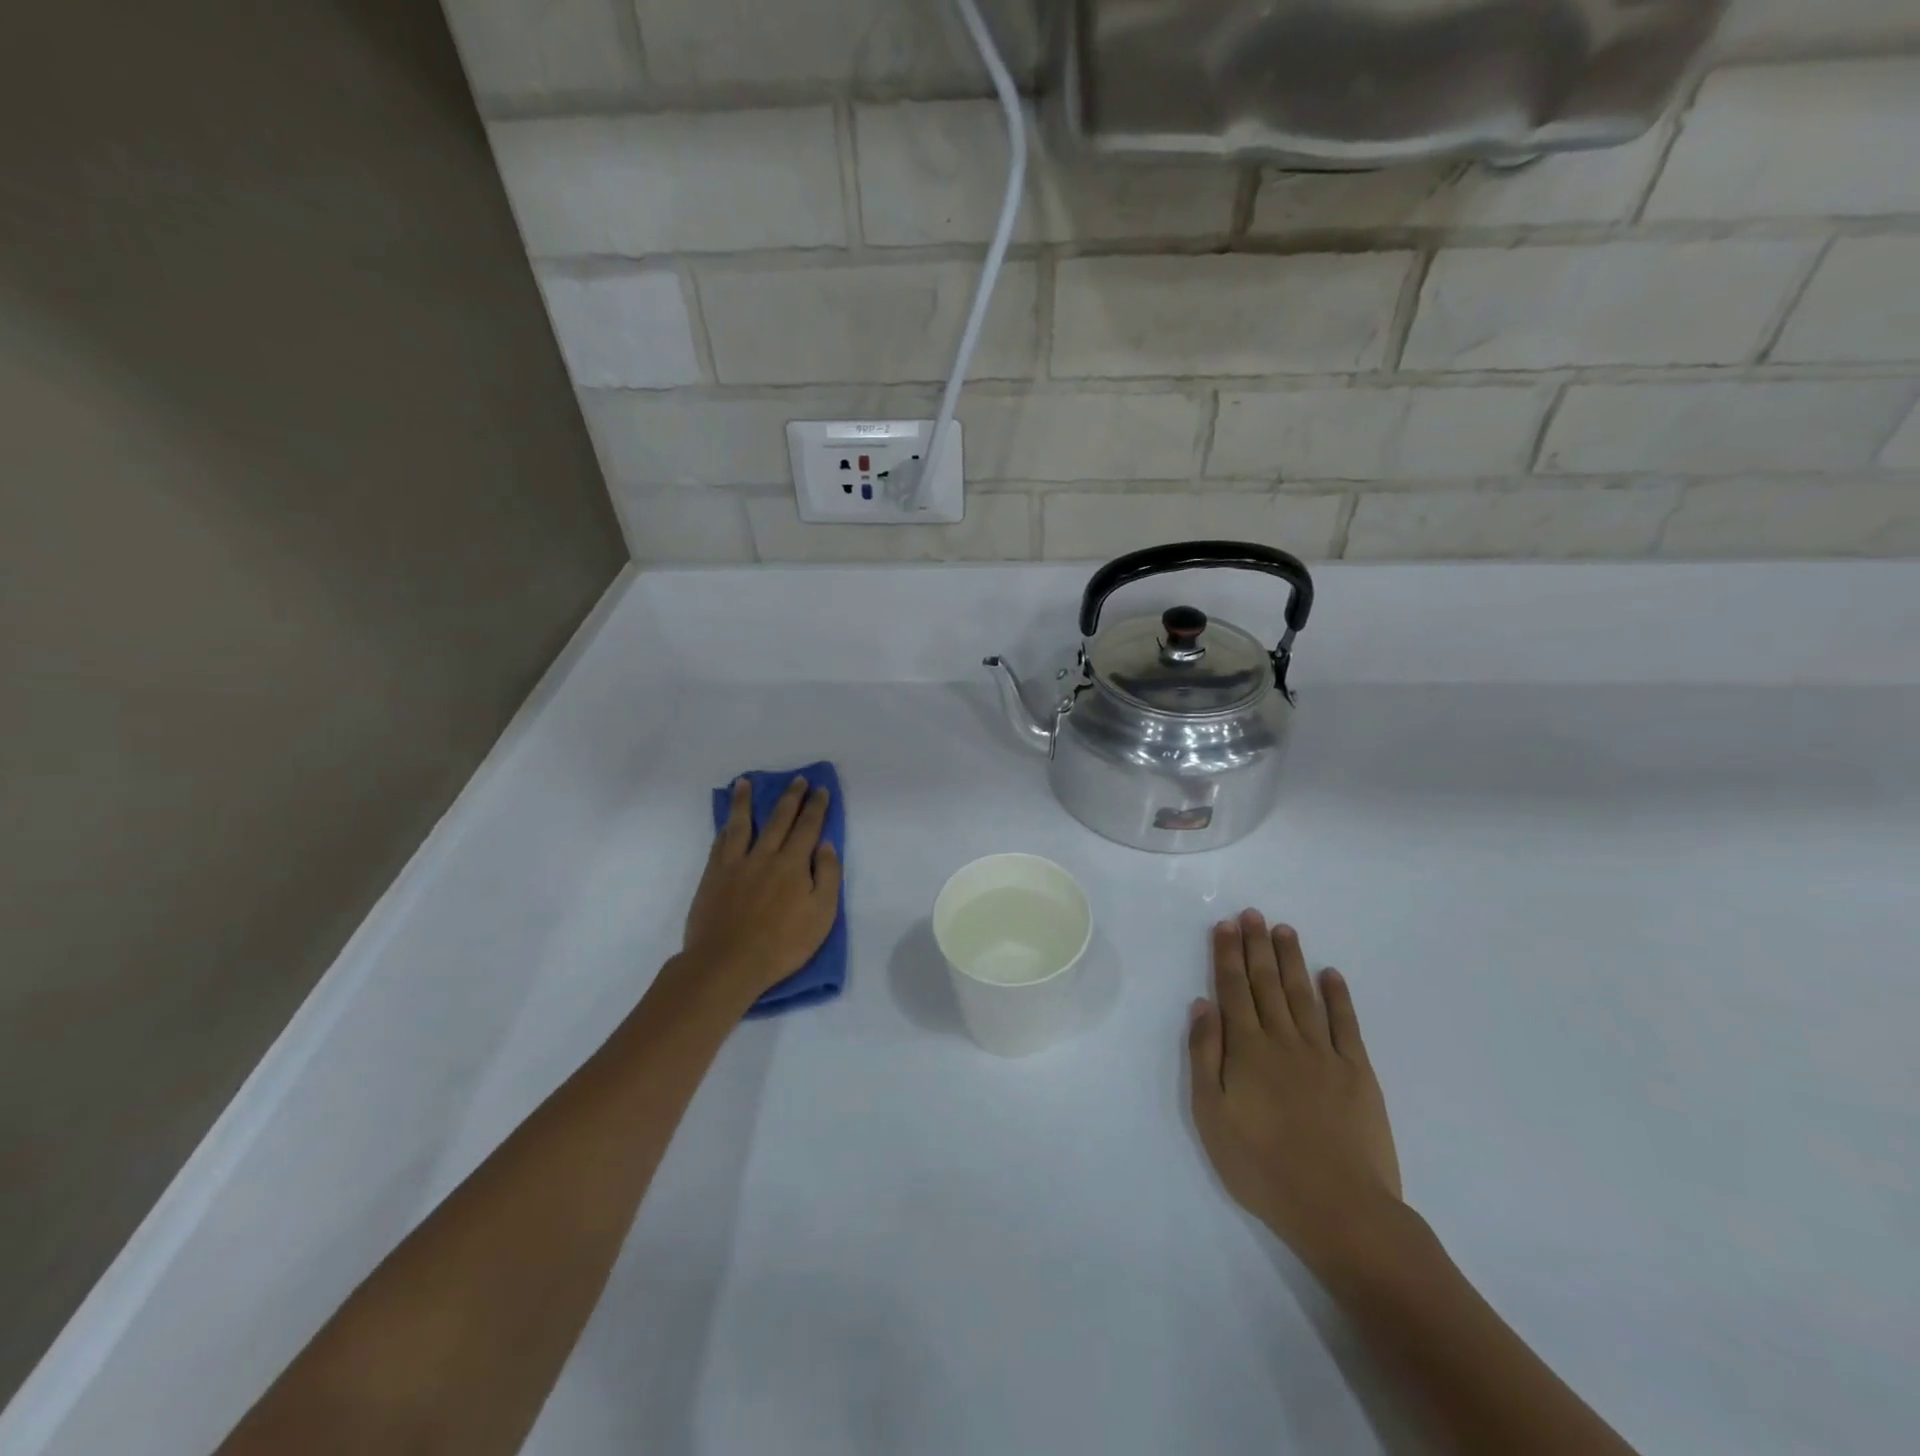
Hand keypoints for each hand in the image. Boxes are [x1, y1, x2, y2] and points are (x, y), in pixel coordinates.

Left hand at [681, 778, 841, 1003]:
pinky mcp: (713, 876)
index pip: (808, 827)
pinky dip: (725, 827)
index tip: (820, 789)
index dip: (816, 807)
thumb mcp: (822, 915)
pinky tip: (727, 821)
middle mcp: (765, 855)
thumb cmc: (782, 945)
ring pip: (742, 823)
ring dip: (745, 801)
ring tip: (746, 782)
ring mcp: (735, 864)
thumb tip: (826, 845)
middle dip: (791, 797)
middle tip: (797, 779)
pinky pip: (720, 843)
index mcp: (794, 864)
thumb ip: (828, 876)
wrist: (727, 963)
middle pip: (779, 819)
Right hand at [1187, 911, 1402, 1274]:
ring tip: (1284, 930)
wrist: (1340, 1209)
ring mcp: (1324, 1054)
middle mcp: (1284, 1039)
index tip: (1225, 925)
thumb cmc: (1262, 1166)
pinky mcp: (1358, 1073)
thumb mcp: (1212, 1115)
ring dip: (1291, 960)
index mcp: (1247, 1049)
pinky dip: (1338, 996)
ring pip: (1303, 994)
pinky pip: (1346, 1024)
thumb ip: (1205, 1055)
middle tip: (1252, 913)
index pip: (1233, 989)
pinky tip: (1330, 975)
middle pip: (1266, 983)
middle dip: (1256, 945)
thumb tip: (1203, 1005)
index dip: (1227, 955)